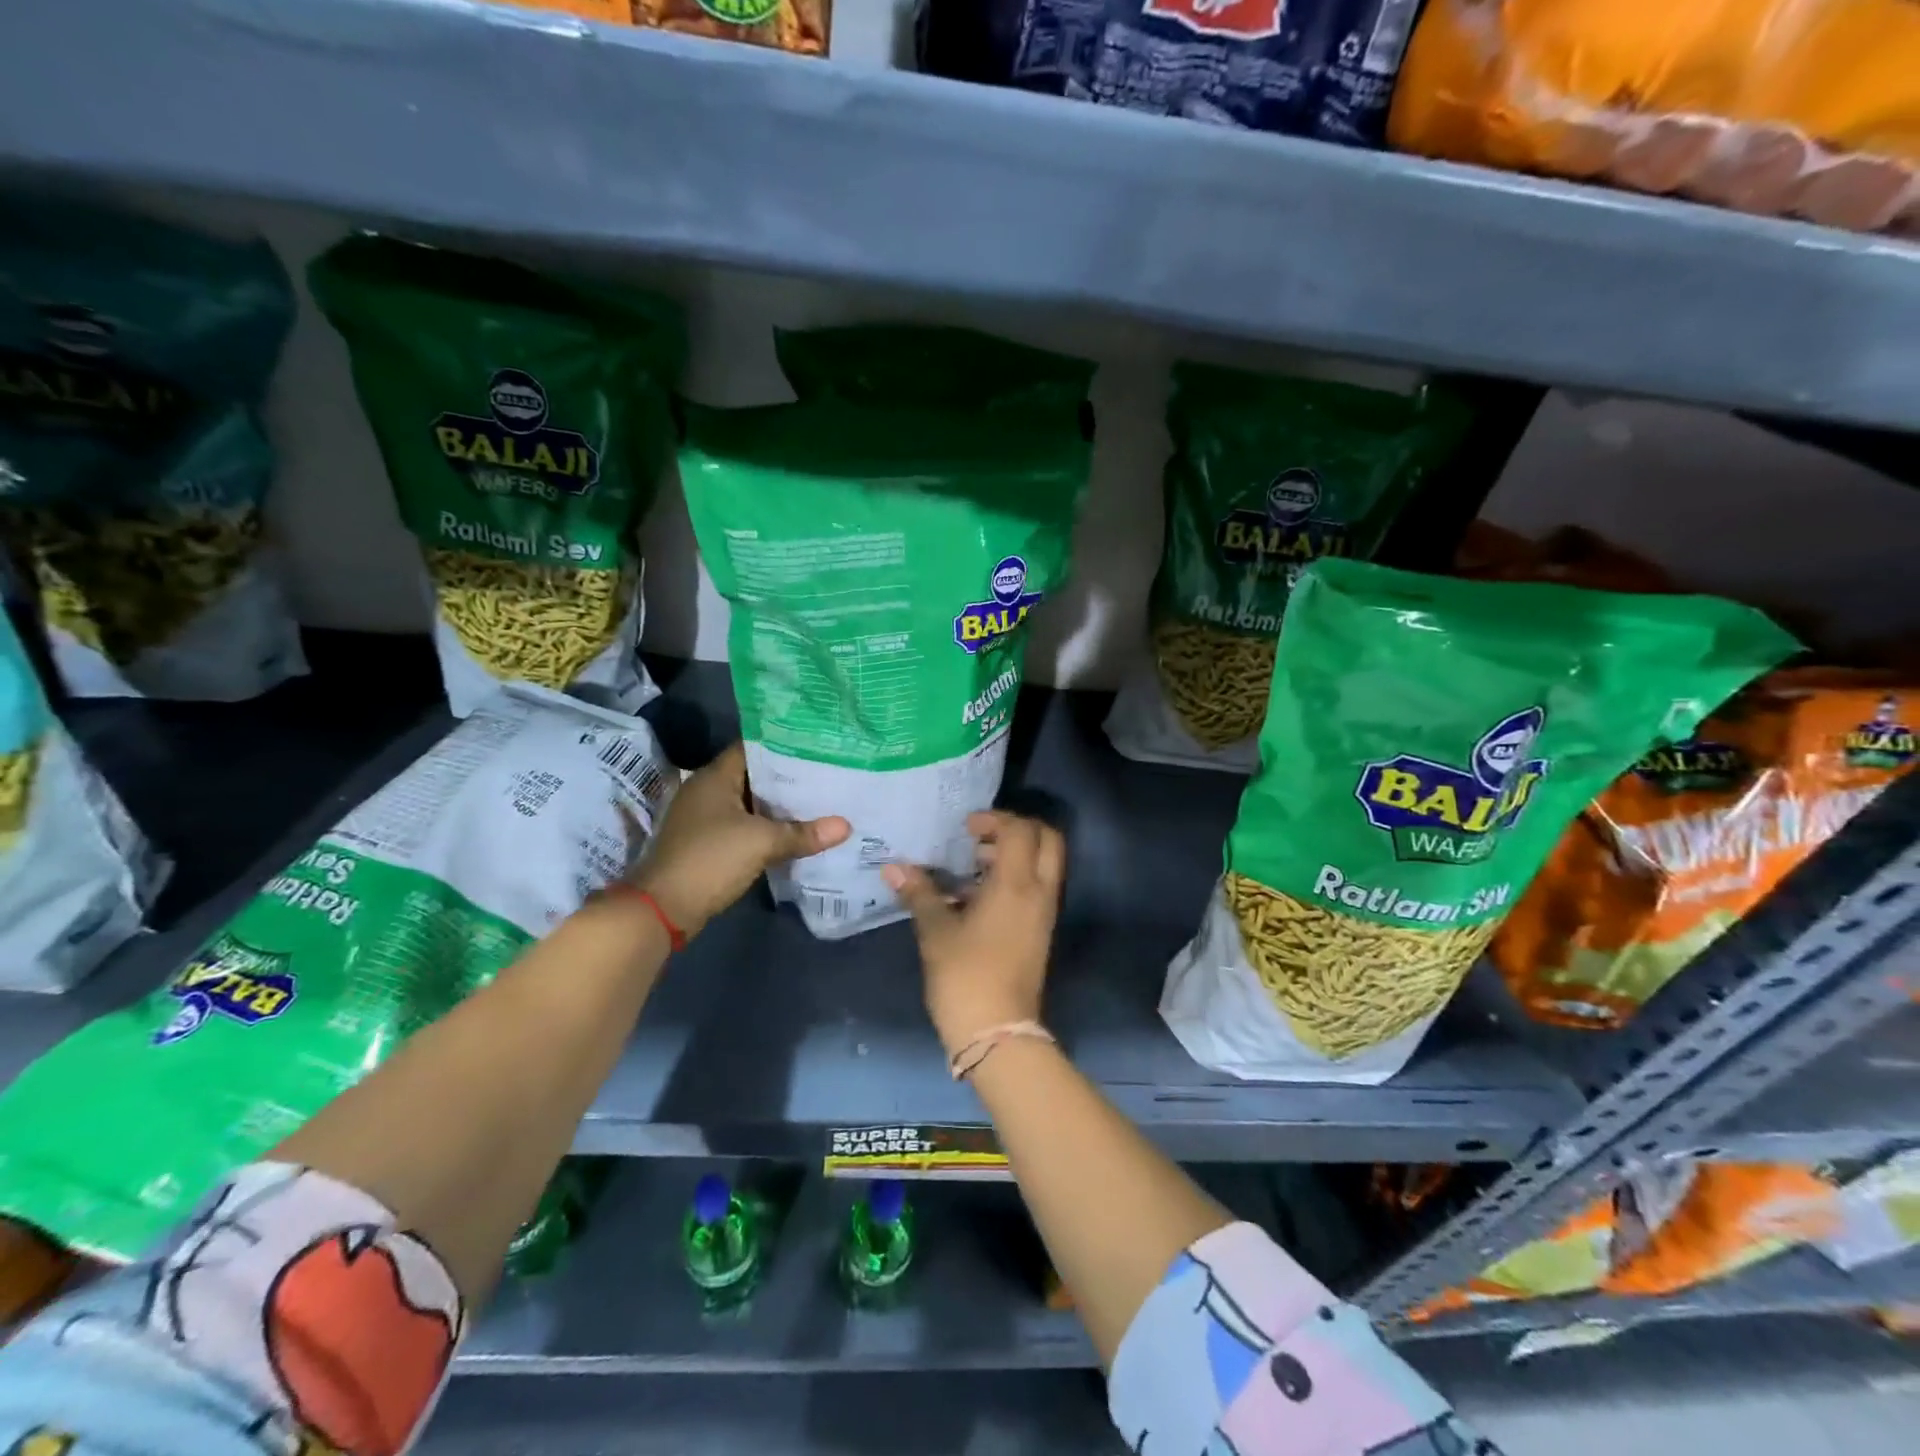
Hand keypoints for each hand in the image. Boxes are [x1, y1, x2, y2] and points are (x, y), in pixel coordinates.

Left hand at [633, 742, 849, 939]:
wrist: (663, 908)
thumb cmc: (710, 859)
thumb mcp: (761, 843)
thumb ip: (803, 833)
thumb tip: (846, 826)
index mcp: (715, 777)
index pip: (754, 747)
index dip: (785, 746)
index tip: (818, 746)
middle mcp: (708, 790)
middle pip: (755, 775)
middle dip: (789, 777)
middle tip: (828, 773)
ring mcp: (706, 818)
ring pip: (752, 803)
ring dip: (780, 805)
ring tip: (820, 799)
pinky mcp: (709, 842)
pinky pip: (745, 825)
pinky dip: (768, 826)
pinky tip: (797, 830)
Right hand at [882, 810, 1064, 1058]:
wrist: (998, 1033)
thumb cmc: (965, 976)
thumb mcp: (936, 931)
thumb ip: (919, 893)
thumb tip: (894, 868)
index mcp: (1016, 884)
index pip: (1020, 829)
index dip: (994, 819)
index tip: (966, 828)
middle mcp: (1039, 892)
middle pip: (1047, 839)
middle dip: (1017, 829)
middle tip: (981, 837)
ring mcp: (1044, 913)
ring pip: (1045, 864)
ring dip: (1016, 854)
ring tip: (973, 866)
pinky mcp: (1041, 931)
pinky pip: (1038, 887)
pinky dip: (1017, 877)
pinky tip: (979, 895)